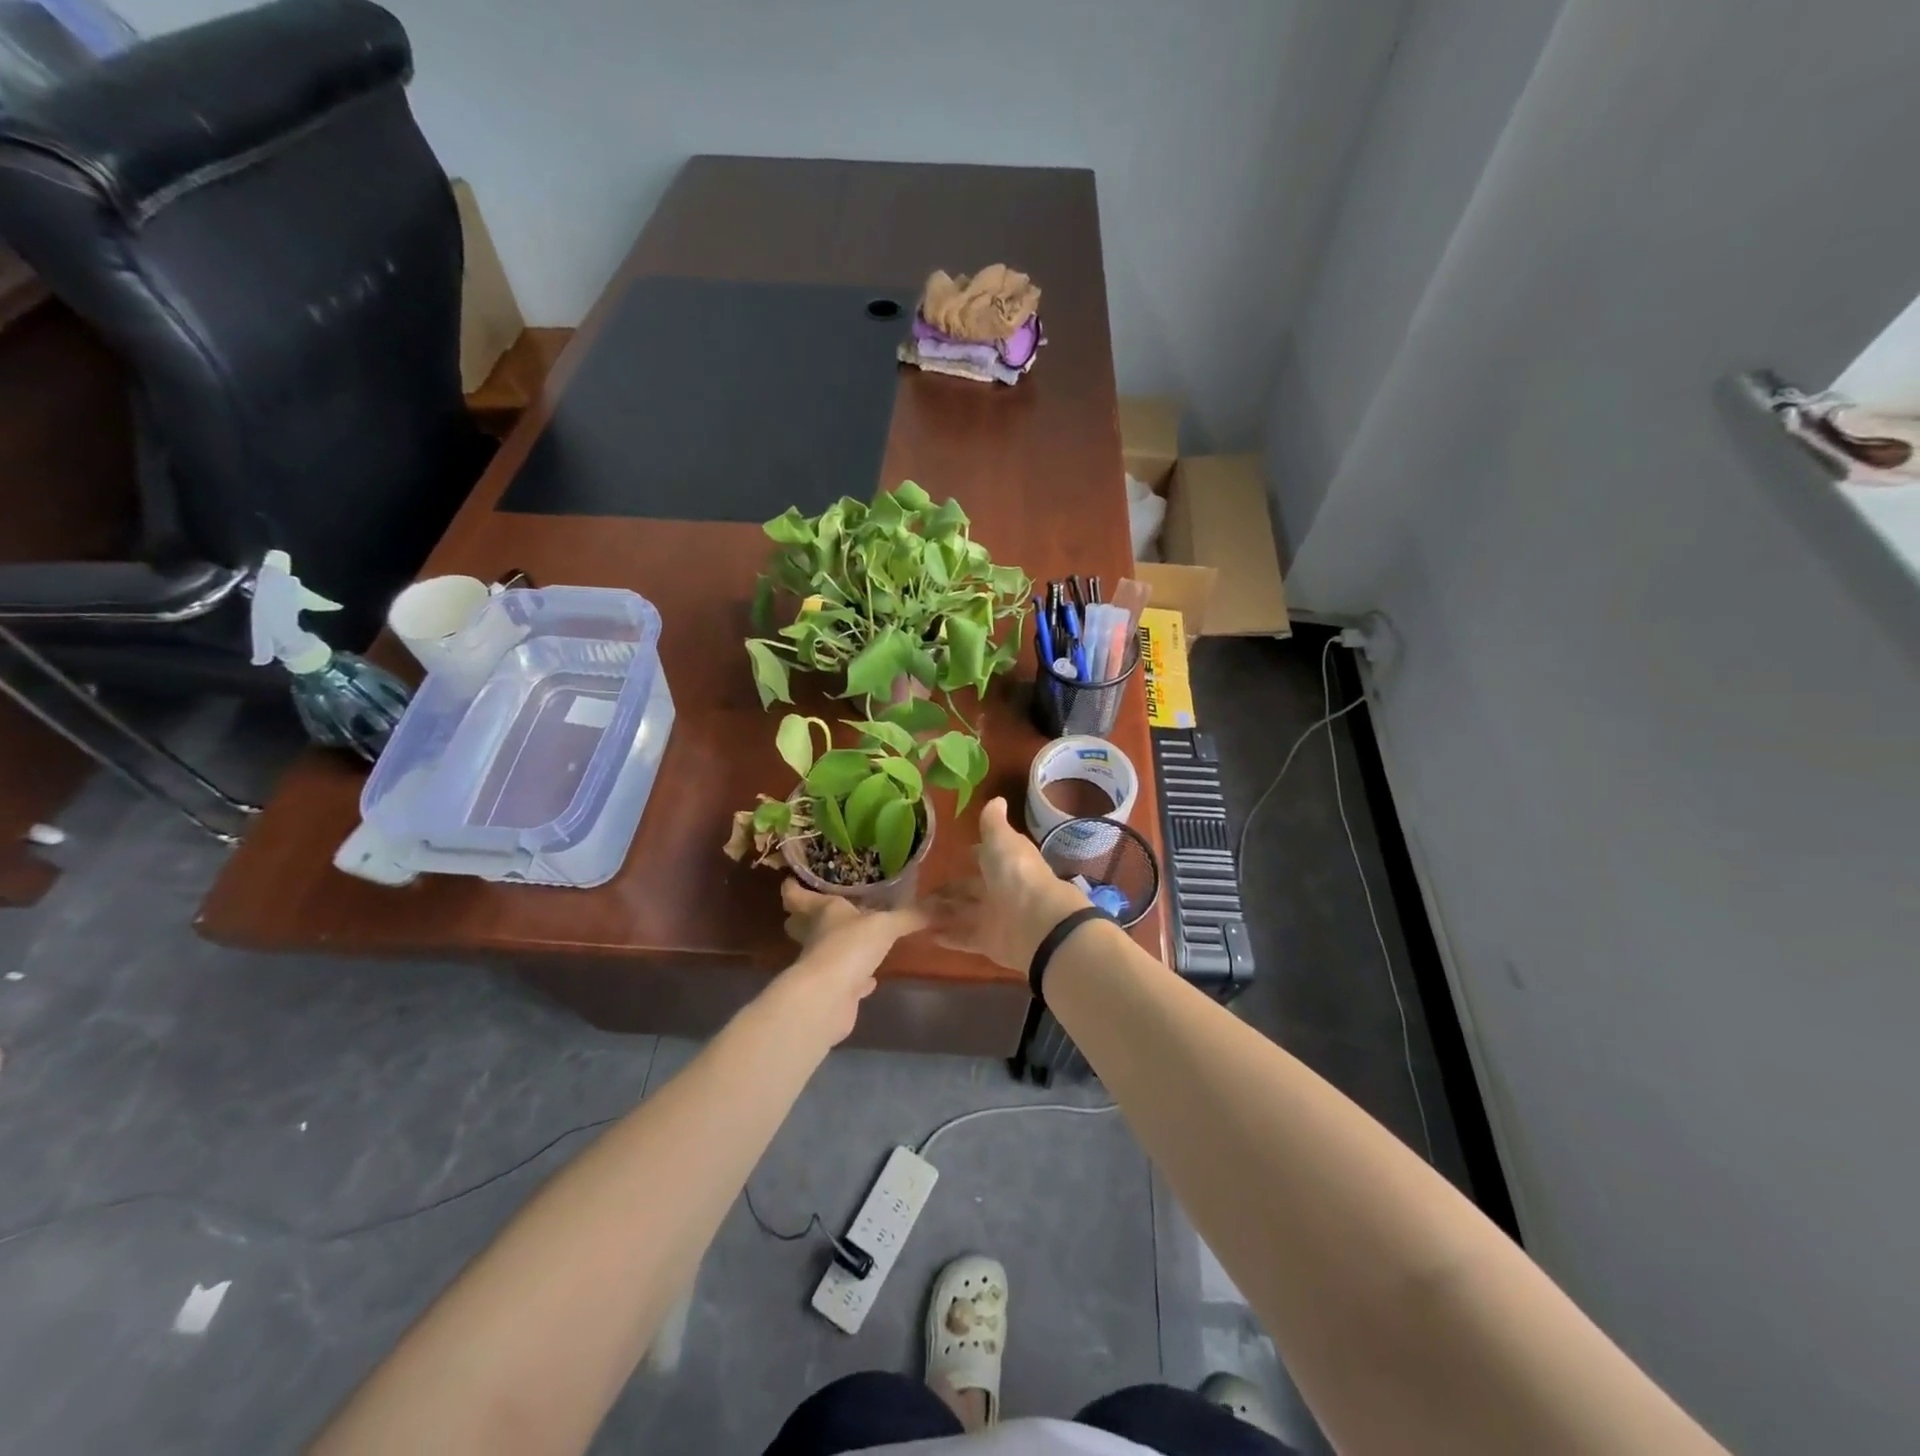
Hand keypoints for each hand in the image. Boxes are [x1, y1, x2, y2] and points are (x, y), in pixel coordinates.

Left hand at [773, 879, 927, 1045]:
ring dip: (835, 946)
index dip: (793, 886)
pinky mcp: (833, 991)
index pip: (797, 895)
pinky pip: (846, 979)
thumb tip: (941, 906)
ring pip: (824, 951)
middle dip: (808, 917)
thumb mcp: (885, 925)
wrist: (829, 999)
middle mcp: (816, 936)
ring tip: (854, 938)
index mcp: (822, 911)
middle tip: (825, 906)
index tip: (792, 878)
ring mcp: (822, 965)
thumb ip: (909, 916)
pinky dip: (857, 978)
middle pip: (802, 924)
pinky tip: (871, 978)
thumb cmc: (848, 947)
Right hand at [930, 798, 1094, 970]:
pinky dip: (946, 936)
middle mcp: (1000, 889)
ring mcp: (994, 917)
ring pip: (962, 913)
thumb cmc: (1015, 873)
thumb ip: (994, 822)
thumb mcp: (1001, 839)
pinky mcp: (988, 943)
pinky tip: (924, 934)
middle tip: (916, 890)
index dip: (969, 856)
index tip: (947, 856)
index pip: (984, 857)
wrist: (1036, 922)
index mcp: (1005, 862)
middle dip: (947, 889)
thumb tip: (997, 799)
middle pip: (969, 889)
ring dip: (939, 913)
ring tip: (911, 912)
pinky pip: (963, 938)